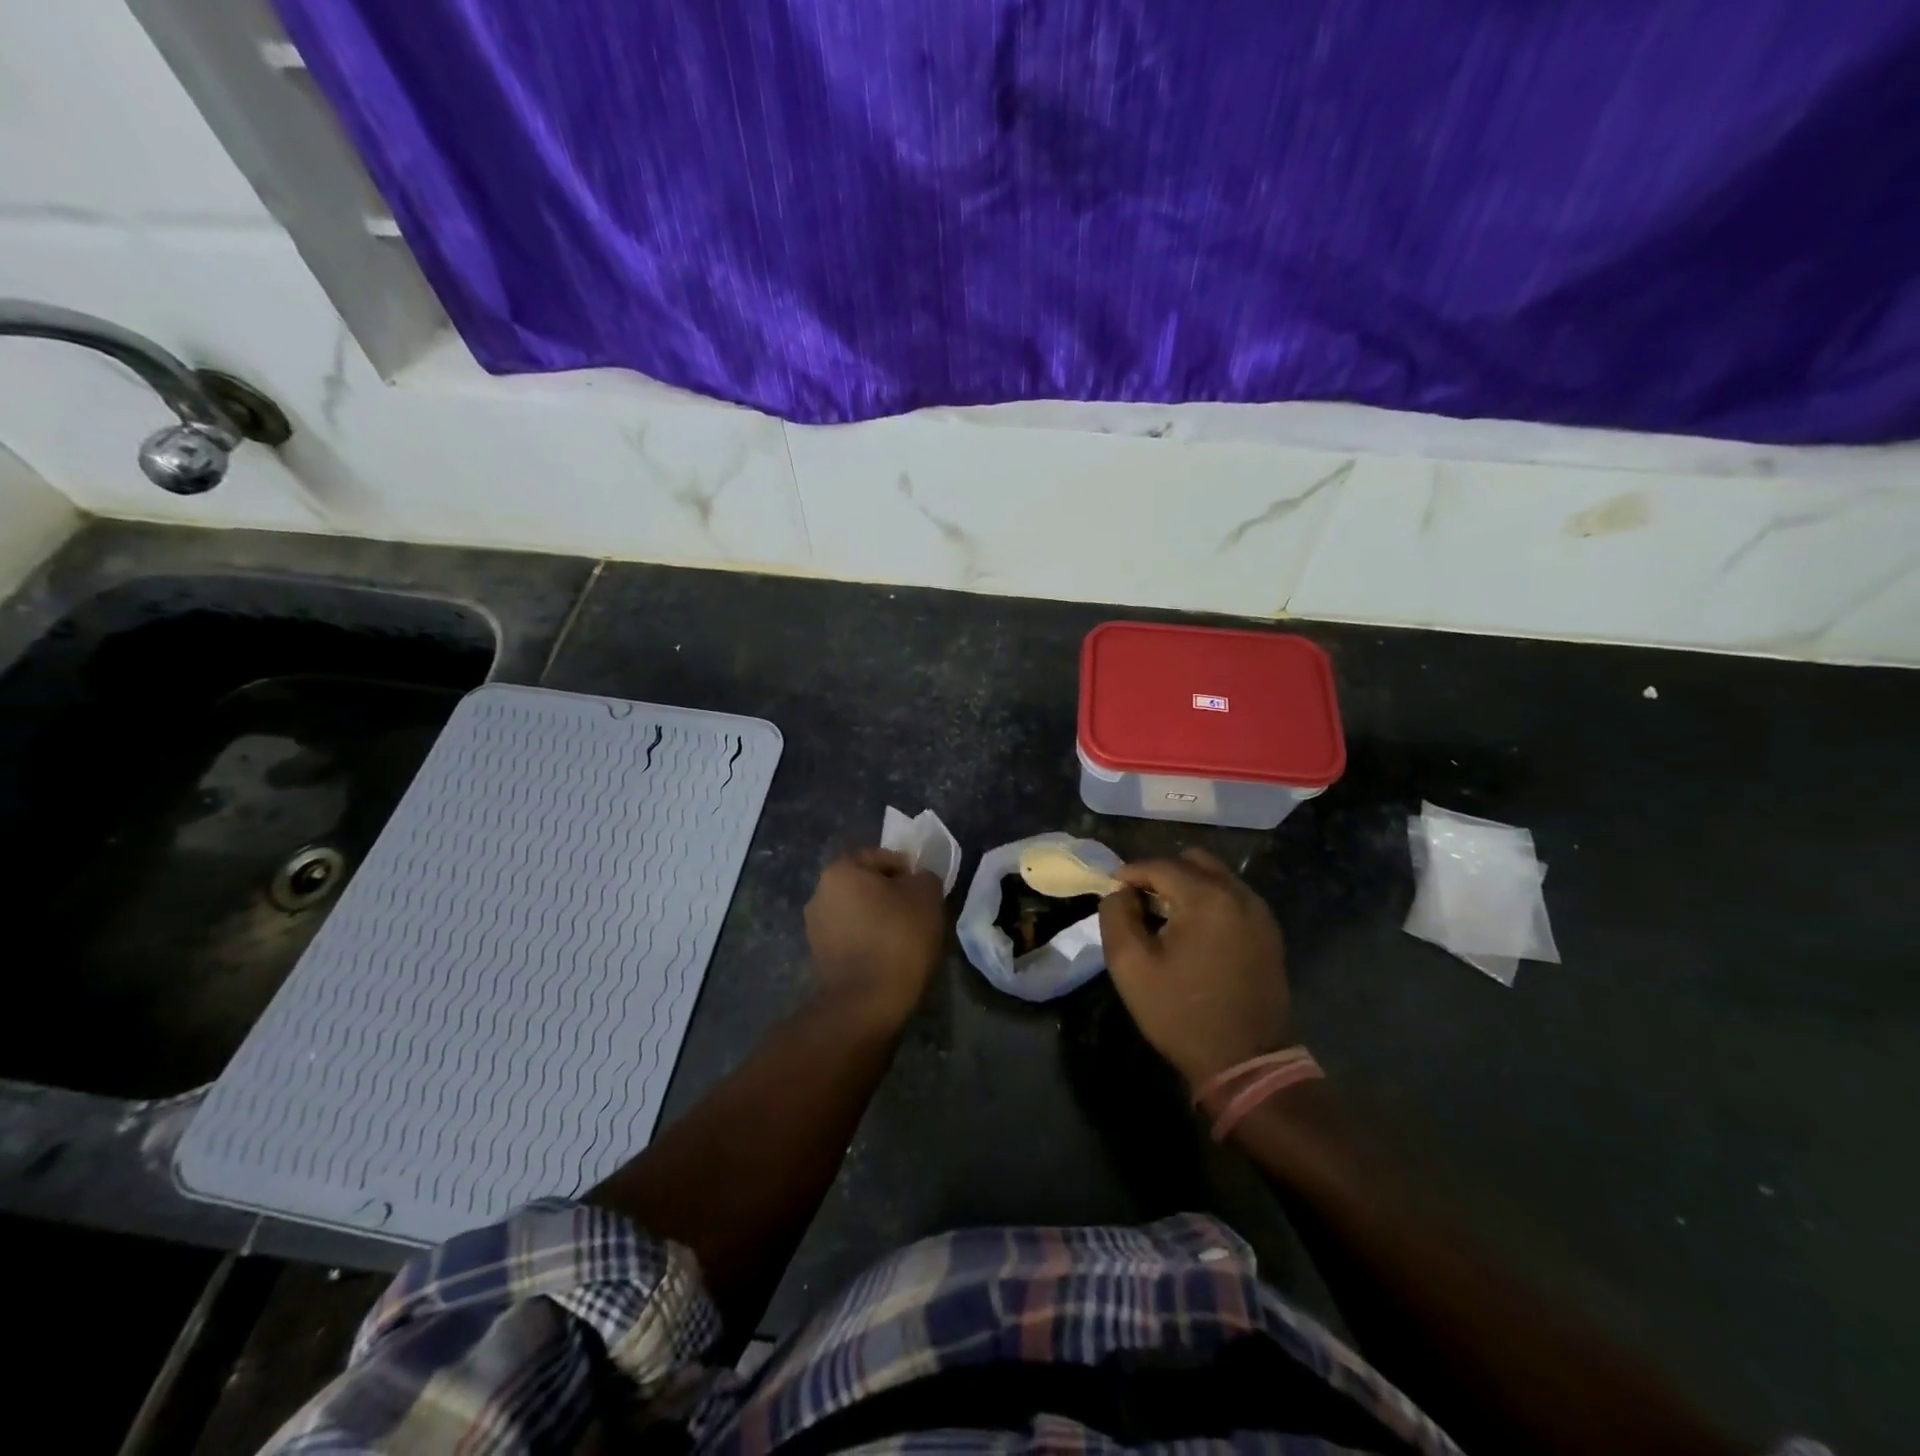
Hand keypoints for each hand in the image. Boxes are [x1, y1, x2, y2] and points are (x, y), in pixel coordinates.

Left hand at [804, 848, 945, 1031]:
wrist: (866, 1001)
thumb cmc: (897, 937)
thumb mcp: (926, 895)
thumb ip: (924, 877)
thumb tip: (916, 880)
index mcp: (840, 870)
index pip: (880, 857)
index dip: (907, 870)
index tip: (924, 890)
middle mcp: (819, 893)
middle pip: (865, 884)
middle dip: (890, 894)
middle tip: (917, 911)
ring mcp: (815, 927)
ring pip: (857, 911)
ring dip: (878, 918)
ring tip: (905, 936)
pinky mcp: (819, 957)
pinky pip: (851, 937)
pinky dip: (868, 940)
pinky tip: (888, 956)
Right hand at [1097, 847, 1291, 1087]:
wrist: (1245, 1062)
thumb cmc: (1181, 1014)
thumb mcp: (1130, 966)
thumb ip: (1116, 916)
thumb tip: (1120, 892)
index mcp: (1207, 898)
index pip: (1160, 866)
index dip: (1130, 873)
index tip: (1112, 890)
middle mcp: (1239, 895)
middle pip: (1192, 861)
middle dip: (1160, 874)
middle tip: (1139, 902)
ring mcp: (1260, 913)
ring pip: (1215, 876)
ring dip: (1186, 886)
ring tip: (1164, 917)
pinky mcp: (1269, 932)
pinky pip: (1232, 897)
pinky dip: (1208, 901)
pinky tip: (1193, 932)